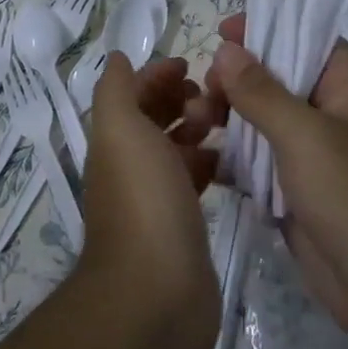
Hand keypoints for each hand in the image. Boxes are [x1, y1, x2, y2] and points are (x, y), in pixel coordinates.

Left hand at [76, 54, 223, 348]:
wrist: (157, 290)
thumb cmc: (142, 199)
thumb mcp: (121, 130)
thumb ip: (116, 90)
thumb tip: (116, 58)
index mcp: (113, 142)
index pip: (131, 94)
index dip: (156, 75)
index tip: (191, 66)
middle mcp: (130, 166)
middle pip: (155, 119)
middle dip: (182, 100)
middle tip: (213, 100)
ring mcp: (156, 197)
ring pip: (177, 148)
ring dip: (199, 129)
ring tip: (227, 125)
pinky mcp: (182, 224)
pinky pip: (196, 180)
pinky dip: (212, 163)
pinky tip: (234, 160)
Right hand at [205, 15, 347, 348]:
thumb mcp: (307, 135)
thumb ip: (262, 91)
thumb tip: (227, 49)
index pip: (305, 38)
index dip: (266, 28)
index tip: (221, 32)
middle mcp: (332, 114)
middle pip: (276, 80)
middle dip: (235, 81)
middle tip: (202, 95)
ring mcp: (314, 156)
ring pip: (262, 123)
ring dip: (228, 120)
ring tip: (193, 124)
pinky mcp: (297, 193)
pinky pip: (258, 164)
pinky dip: (232, 159)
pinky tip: (201, 160)